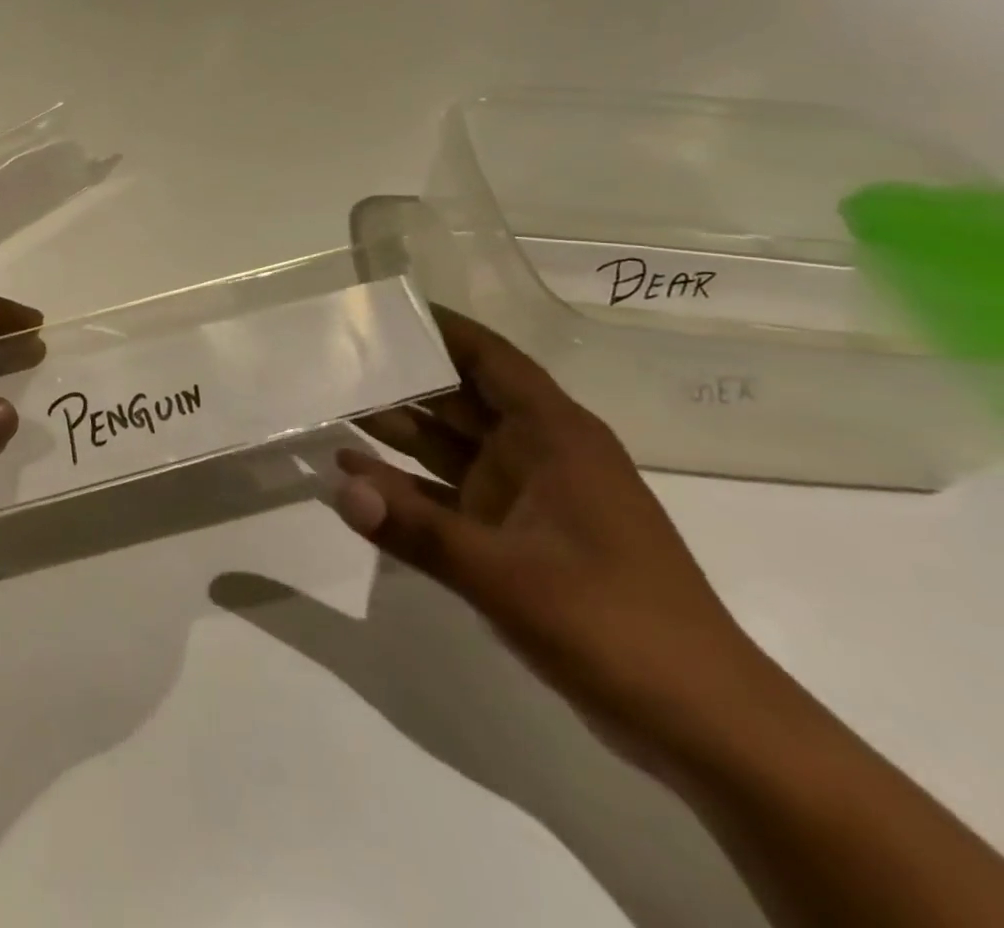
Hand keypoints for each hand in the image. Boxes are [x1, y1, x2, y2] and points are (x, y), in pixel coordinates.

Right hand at [336, 309, 771, 760]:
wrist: (703, 725)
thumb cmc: (615, 625)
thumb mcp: (506, 575)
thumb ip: (418, 528)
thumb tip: (340, 489)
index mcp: (555, 438)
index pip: (491, 360)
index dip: (442, 329)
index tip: (384, 309)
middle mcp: (537, 455)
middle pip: (459, 398)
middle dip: (401, 378)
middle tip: (334, 360)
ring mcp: (525, 497)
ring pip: (449, 446)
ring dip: (395, 431)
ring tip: (330, 408)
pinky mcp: (514, 538)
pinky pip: (447, 495)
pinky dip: (405, 485)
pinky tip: (355, 477)